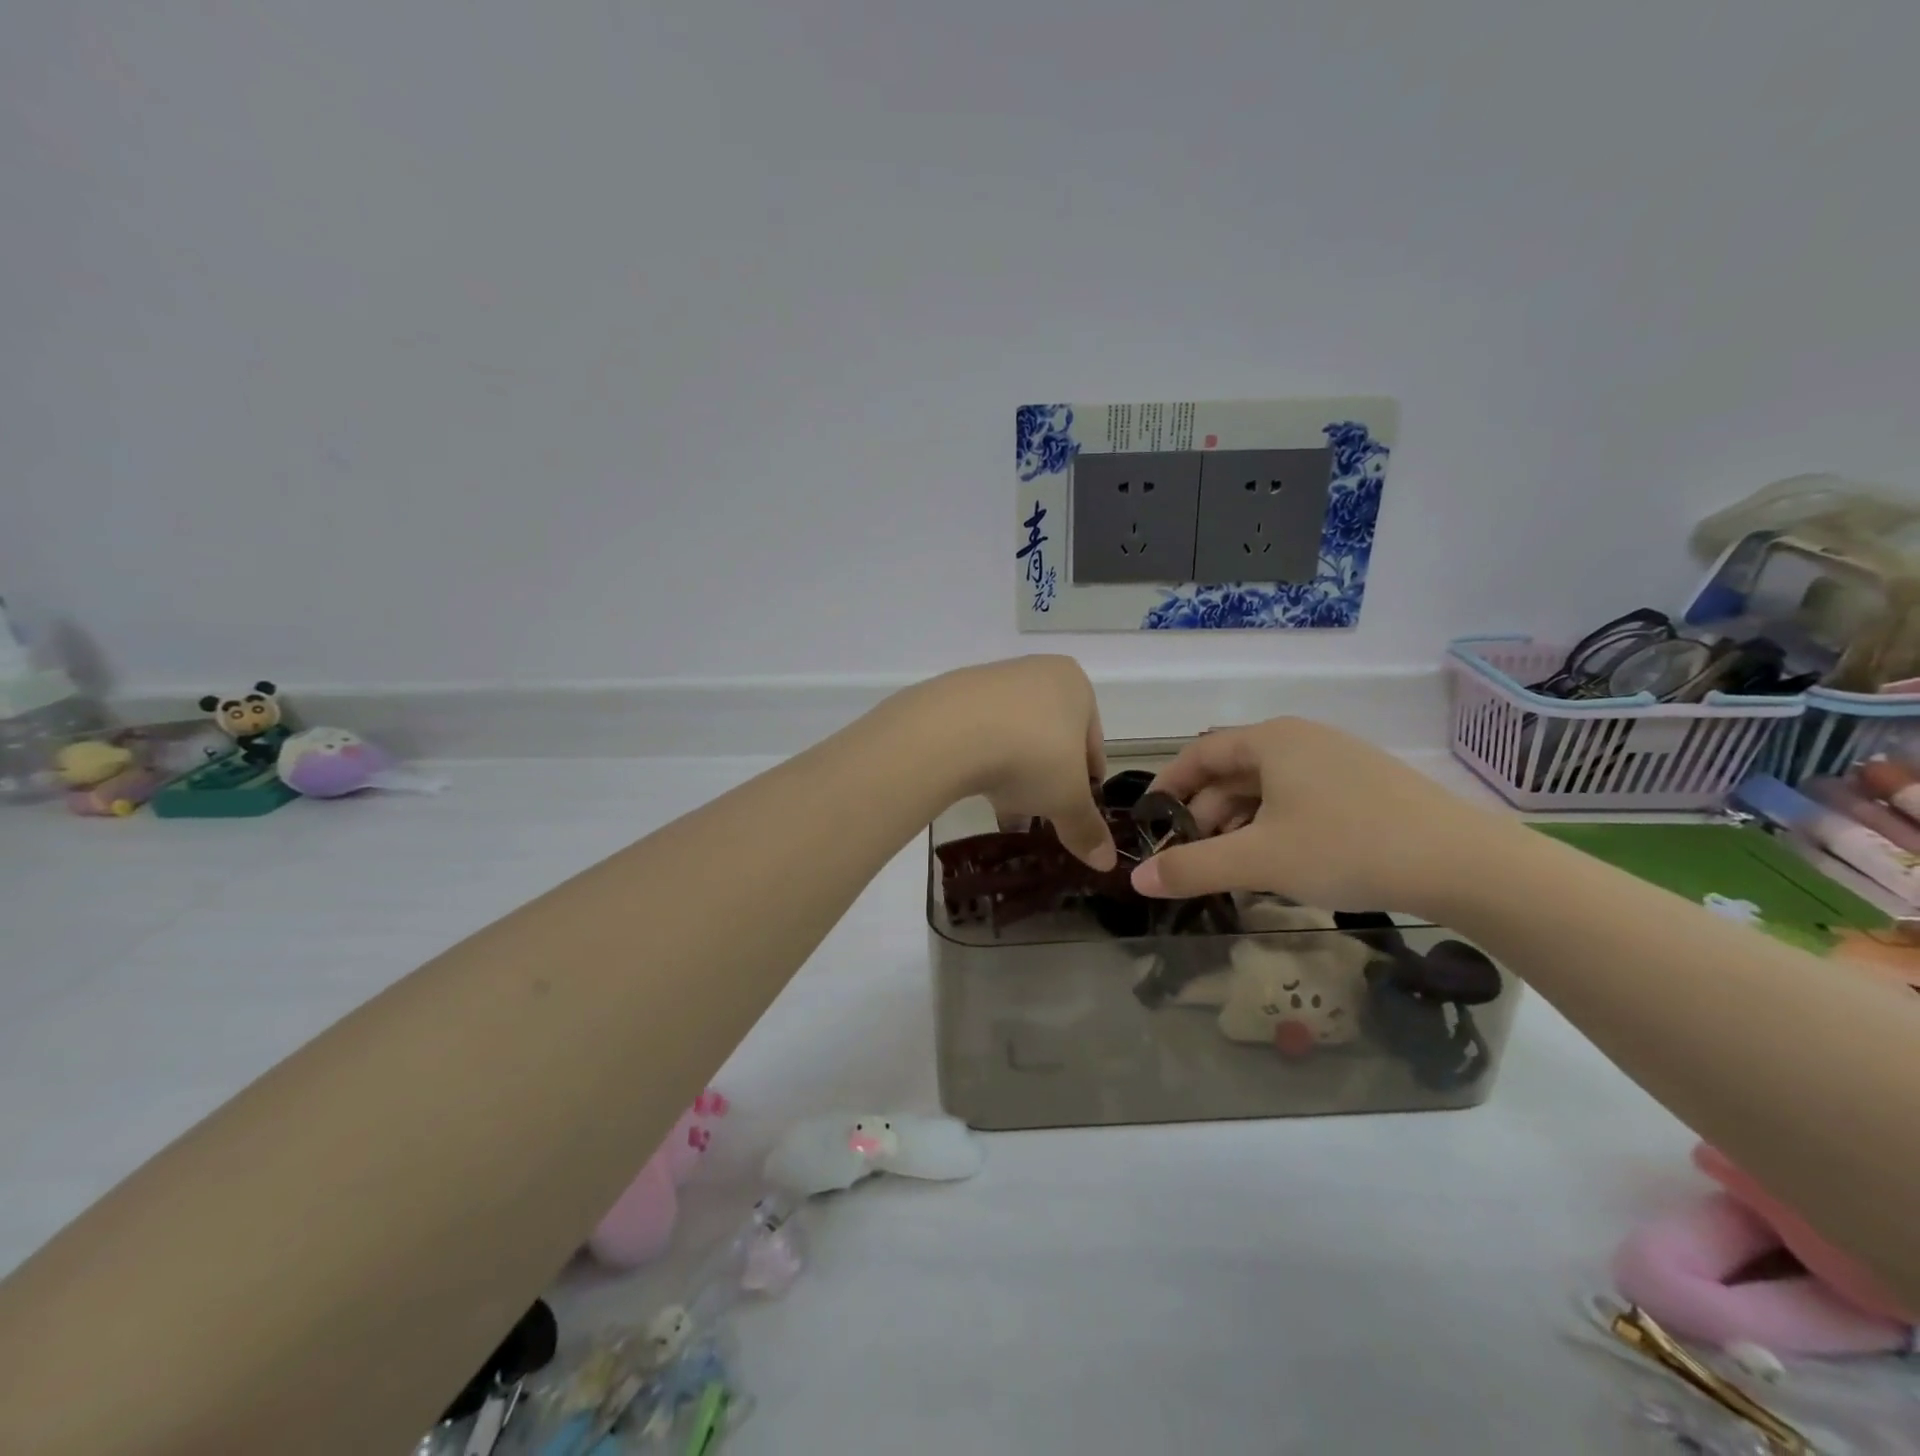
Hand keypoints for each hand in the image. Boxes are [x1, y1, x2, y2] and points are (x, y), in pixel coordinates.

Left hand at [906, 655, 1115, 870]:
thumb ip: (1087, 828)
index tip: (1079, 808)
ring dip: (1015, 773)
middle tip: (1042, 813)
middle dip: (1048, 778)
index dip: (1088, 779)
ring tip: (1007, 812)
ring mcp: (991, 680)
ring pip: (1014, 736)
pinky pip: (979, 734)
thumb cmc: (1031, 756)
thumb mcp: (1067, 800)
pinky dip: (984, 762)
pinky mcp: (953, 695)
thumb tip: (1107, 862)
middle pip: (1051, 737)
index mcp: (1074, 684)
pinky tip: (978, 791)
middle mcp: (1035, 672)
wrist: (949, 733)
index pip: (1092, 740)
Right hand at [1129, 718, 1507, 913]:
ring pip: (1268, 788)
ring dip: (1240, 824)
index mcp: (1272, 740)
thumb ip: (1193, 868)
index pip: (1200, 753)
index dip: (1169, 785)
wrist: (1463, 864)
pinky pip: (1300, 798)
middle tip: (1193, 856)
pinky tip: (1280, 862)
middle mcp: (1302, 739)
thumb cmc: (1347, 847)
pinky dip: (1276, 826)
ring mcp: (1338, 760)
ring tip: (1233, 866)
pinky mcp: (1366, 786)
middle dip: (1205, 813)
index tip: (1151, 820)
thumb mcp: (1259, 860)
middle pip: (1233, 771)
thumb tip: (1138, 880)